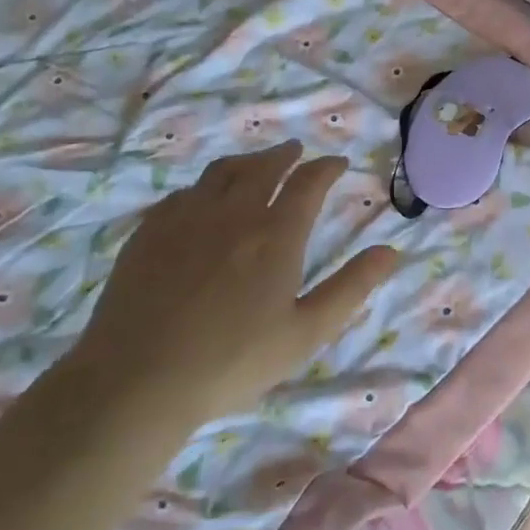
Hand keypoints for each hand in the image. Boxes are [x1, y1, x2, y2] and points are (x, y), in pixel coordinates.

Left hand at [68, 142, 399, 426]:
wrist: (138, 378)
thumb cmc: (233, 361)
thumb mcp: (306, 332)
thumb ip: (351, 287)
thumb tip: (391, 251)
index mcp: (276, 234)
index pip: (308, 183)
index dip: (327, 168)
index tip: (338, 163)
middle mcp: (234, 212)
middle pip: (264, 167)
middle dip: (286, 155)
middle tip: (297, 151)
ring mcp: (187, 217)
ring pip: (222, 171)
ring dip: (246, 161)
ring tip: (256, 163)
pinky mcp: (150, 230)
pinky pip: (184, 192)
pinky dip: (205, 186)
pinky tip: (202, 199)